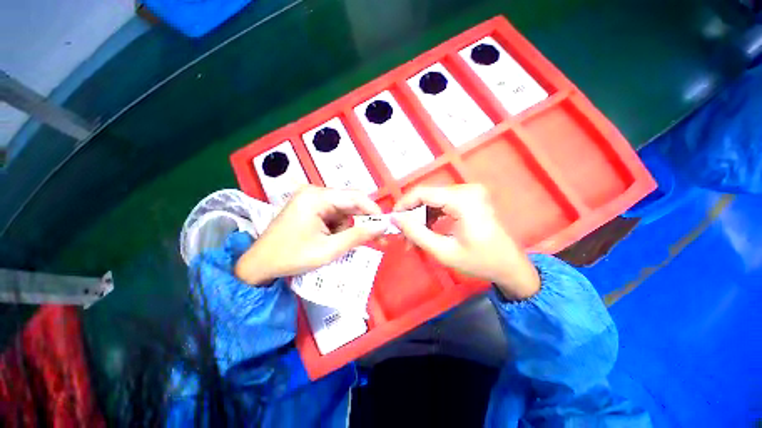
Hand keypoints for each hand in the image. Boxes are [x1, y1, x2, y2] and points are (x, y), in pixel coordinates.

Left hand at [235, 186, 386, 284]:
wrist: (259, 265)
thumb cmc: (291, 257)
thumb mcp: (329, 249)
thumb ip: (358, 236)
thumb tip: (383, 227)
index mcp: (317, 197)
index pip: (355, 197)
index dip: (373, 211)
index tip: (386, 226)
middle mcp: (315, 192)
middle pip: (350, 203)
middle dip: (363, 221)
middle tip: (377, 238)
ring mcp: (312, 199)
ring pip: (344, 210)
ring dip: (350, 227)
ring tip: (346, 245)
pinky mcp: (311, 208)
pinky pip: (334, 215)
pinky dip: (340, 228)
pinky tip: (335, 240)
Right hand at [392, 184, 539, 300]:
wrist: (510, 266)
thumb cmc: (480, 262)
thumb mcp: (443, 251)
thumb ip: (416, 233)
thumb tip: (395, 219)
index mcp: (463, 200)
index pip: (423, 192)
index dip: (404, 204)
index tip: (393, 220)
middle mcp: (467, 190)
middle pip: (427, 196)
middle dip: (412, 215)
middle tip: (403, 235)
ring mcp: (469, 193)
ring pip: (433, 200)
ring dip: (420, 217)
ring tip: (413, 237)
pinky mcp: (469, 199)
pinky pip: (442, 203)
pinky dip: (431, 216)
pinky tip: (426, 231)